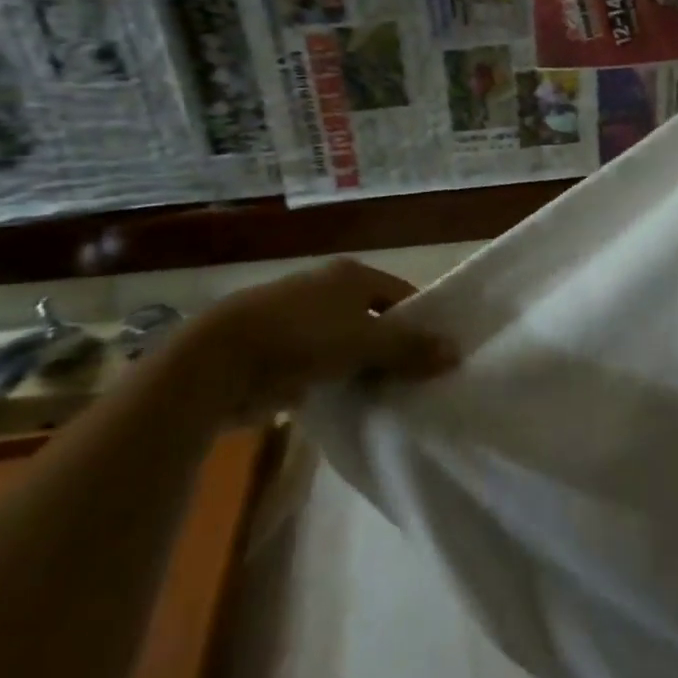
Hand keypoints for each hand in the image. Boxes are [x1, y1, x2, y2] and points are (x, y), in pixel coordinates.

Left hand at [181, 258, 458, 413]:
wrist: (221, 360)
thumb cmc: (302, 337)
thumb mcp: (365, 343)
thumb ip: (410, 348)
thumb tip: (456, 352)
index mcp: (351, 275)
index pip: (402, 295)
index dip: (422, 322)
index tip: (438, 354)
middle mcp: (328, 289)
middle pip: (375, 318)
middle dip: (395, 347)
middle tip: (419, 379)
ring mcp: (301, 319)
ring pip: (349, 343)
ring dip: (365, 367)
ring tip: (391, 395)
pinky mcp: (280, 350)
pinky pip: (323, 364)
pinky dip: (337, 380)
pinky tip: (352, 402)